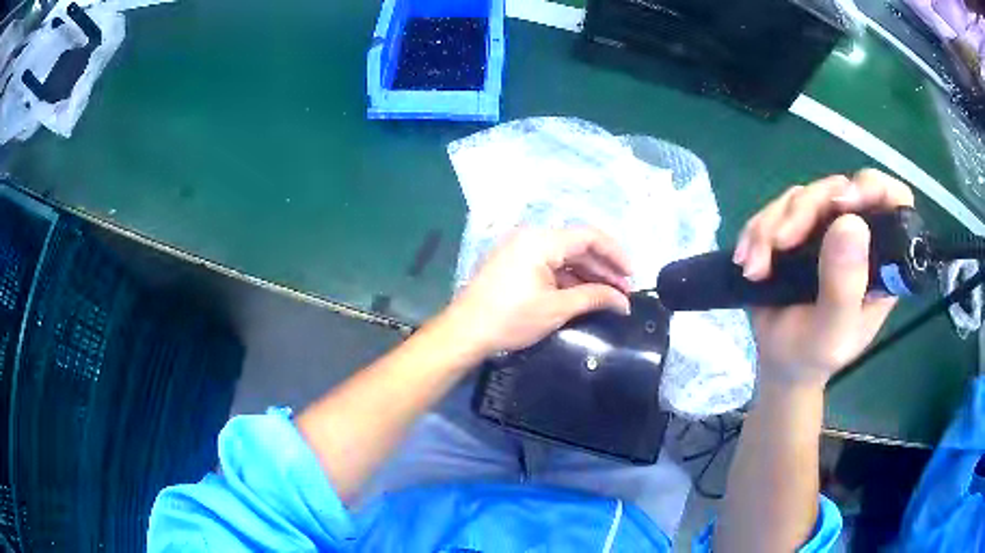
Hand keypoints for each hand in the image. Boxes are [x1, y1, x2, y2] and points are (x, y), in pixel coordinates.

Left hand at [441, 228, 632, 355]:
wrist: (465, 332)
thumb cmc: (511, 319)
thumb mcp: (557, 309)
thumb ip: (594, 298)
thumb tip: (624, 302)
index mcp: (542, 240)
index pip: (589, 236)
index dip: (615, 253)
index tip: (632, 275)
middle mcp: (531, 237)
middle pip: (578, 245)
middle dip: (604, 268)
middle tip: (625, 291)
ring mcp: (521, 249)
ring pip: (564, 256)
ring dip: (588, 274)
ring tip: (610, 296)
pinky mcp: (515, 263)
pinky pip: (549, 264)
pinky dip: (569, 278)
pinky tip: (585, 294)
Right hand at [733, 169, 914, 387]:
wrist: (780, 361)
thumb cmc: (812, 355)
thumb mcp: (831, 334)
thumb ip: (844, 287)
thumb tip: (849, 223)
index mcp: (881, 260)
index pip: (894, 202)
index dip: (873, 189)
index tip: (842, 203)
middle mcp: (858, 236)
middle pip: (838, 190)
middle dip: (805, 210)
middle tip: (781, 243)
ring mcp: (827, 229)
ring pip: (803, 196)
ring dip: (771, 225)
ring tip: (755, 268)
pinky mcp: (799, 229)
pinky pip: (777, 208)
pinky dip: (757, 230)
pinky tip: (748, 260)